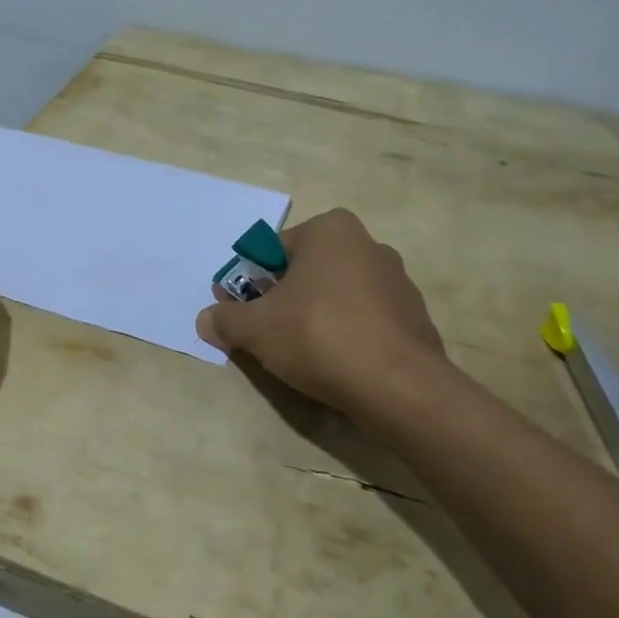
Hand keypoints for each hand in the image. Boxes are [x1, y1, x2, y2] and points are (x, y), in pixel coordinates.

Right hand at [197, 208, 445, 414]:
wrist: (399, 387)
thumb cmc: (319, 336)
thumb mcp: (256, 328)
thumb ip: (226, 319)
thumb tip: (205, 320)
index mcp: (331, 230)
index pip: (273, 252)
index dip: (248, 284)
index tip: (238, 313)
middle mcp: (369, 245)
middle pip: (305, 273)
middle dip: (281, 301)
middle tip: (263, 335)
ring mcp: (397, 282)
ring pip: (335, 297)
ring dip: (312, 318)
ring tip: (299, 356)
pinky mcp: (413, 318)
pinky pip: (364, 321)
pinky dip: (345, 336)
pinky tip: (335, 365)